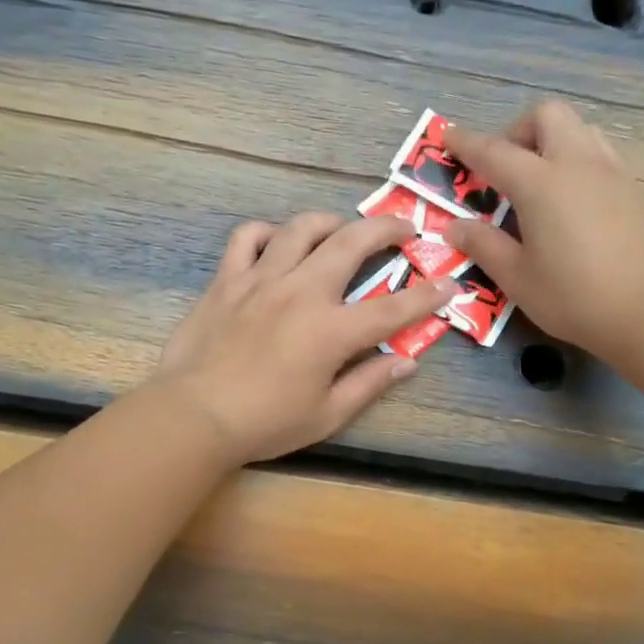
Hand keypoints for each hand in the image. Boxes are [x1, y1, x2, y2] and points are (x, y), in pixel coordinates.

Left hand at [149, 212, 455, 464]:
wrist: (194, 415)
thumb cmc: (265, 423)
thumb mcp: (327, 415)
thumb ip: (369, 383)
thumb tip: (406, 362)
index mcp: (331, 331)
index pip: (392, 308)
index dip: (427, 295)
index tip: (449, 283)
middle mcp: (301, 292)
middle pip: (351, 243)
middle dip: (386, 229)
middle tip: (404, 228)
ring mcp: (261, 280)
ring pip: (300, 228)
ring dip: (330, 221)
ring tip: (341, 228)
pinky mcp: (226, 280)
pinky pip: (246, 238)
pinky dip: (266, 232)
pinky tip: (275, 242)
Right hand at [442, 100, 643, 362]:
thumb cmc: (573, 297)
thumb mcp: (517, 277)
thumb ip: (483, 245)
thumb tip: (455, 226)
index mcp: (541, 183)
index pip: (494, 150)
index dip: (466, 142)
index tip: (448, 137)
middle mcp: (578, 164)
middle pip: (547, 116)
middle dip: (518, 131)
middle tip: (504, 169)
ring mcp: (612, 173)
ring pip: (579, 130)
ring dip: (552, 143)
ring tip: (539, 184)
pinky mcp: (634, 189)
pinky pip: (600, 154)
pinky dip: (577, 162)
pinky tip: (572, 203)